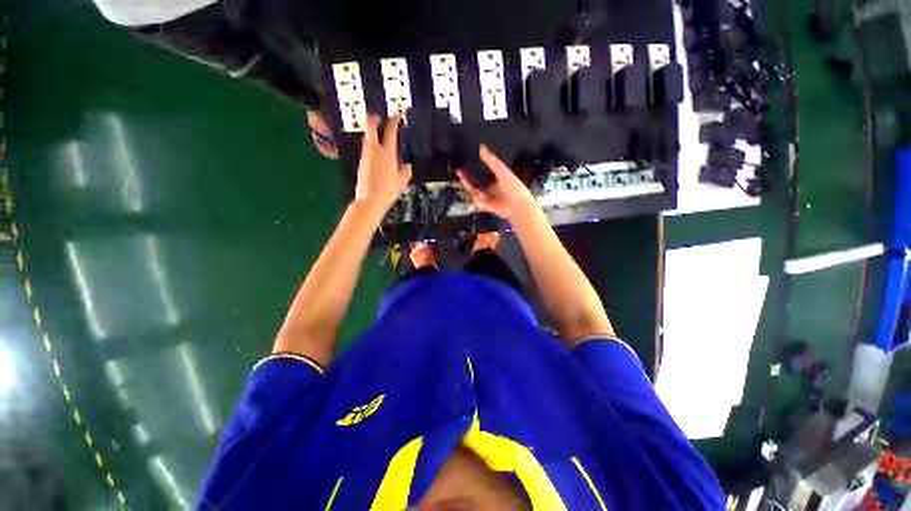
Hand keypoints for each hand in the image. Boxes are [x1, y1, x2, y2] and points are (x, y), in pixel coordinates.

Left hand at [354, 114, 412, 213]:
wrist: (370, 200)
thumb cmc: (388, 190)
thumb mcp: (402, 182)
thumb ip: (406, 171)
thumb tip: (407, 166)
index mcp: (387, 153)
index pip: (390, 131)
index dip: (393, 120)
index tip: (396, 114)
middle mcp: (374, 150)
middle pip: (370, 127)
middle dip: (374, 118)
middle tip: (379, 117)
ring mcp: (365, 156)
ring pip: (367, 138)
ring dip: (372, 133)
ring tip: (379, 135)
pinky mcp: (361, 163)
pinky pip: (366, 149)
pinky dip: (371, 146)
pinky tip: (376, 153)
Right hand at [457, 145, 536, 219]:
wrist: (516, 206)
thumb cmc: (514, 188)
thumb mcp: (503, 171)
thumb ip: (492, 160)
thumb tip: (481, 147)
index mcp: (500, 179)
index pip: (487, 171)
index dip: (478, 166)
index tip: (470, 159)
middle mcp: (493, 188)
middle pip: (478, 181)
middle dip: (469, 175)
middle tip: (460, 168)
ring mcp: (488, 196)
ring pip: (474, 189)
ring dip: (467, 182)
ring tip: (459, 173)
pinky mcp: (484, 204)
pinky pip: (474, 196)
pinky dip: (469, 190)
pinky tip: (465, 182)